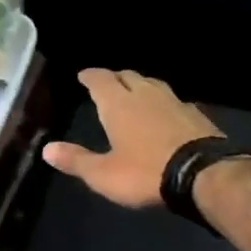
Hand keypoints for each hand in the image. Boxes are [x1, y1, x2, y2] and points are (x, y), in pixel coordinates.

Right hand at [43, 69, 222, 208]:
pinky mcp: (196, 115)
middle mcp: (146, 95)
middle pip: (128, 76)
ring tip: (133, 93)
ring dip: (140, 85)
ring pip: (153, 84)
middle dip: (115, 78)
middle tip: (107, 83)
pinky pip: (173, 100)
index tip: (83, 75)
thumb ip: (76, 160)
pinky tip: (164, 113)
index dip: (90, 77)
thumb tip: (46, 149)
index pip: (100, 80)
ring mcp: (174, 102)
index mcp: (119, 104)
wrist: (204, 175)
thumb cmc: (145, 173)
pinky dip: (162, 103)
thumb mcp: (103, 174)